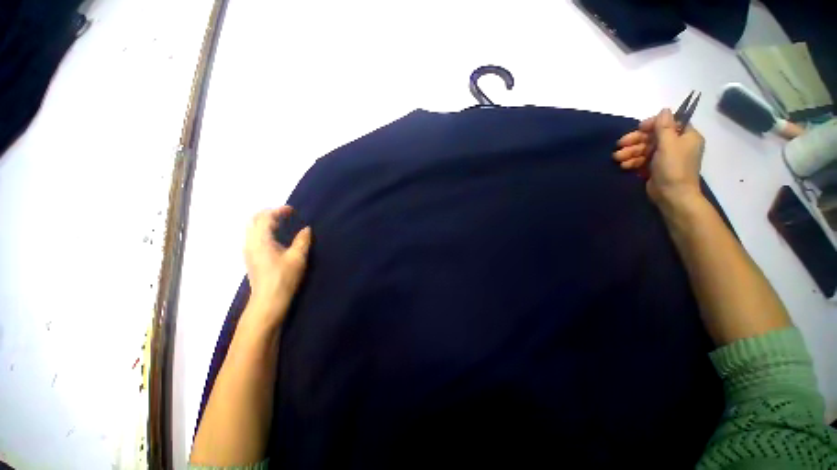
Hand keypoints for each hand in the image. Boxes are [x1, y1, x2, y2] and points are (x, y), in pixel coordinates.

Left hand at [243, 206, 311, 329]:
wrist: (268, 301)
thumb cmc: (284, 277)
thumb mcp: (298, 257)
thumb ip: (302, 240)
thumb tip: (306, 229)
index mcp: (261, 240)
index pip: (265, 217)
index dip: (279, 211)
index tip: (292, 210)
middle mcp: (250, 243)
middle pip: (254, 220)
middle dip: (269, 214)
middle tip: (285, 215)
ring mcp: (248, 251)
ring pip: (252, 229)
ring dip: (265, 222)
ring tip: (282, 224)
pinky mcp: (250, 258)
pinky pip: (254, 237)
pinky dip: (264, 231)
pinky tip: (276, 238)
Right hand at [613, 108, 704, 207]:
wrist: (672, 196)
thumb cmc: (673, 168)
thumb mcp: (669, 145)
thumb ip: (665, 127)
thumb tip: (664, 109)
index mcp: (686, 137)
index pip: (669, 124)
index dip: (653, 124)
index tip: (638, 128)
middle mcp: (676, 145)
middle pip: (653, 137)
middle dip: (635, 141)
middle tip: (619, 145)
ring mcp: (665, 157)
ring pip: (645, 149)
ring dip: (630, 152)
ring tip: (617, 158)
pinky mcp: (655, 168)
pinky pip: (642, 160)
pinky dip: (632, 162)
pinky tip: (624, 166)